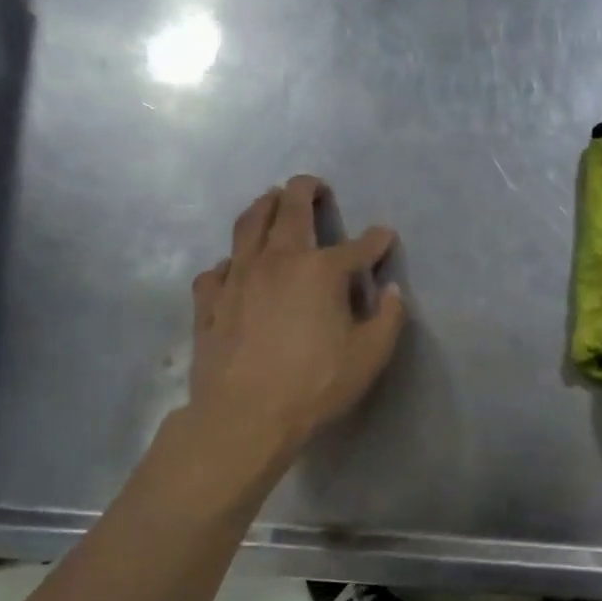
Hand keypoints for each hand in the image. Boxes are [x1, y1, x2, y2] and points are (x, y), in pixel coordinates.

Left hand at [182, 176, 404, 468]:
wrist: (245, 415)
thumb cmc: (315, 385)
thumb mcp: (370, 355)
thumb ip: (387, 318)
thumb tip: (391, 291)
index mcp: (321, 271)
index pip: (357, 246)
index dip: (376, 240)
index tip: (384, 236)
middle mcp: (278, 260)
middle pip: (290, 210)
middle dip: (305, 190)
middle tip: (313, 185)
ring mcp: (238, 276)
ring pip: (248, 225)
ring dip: (264, 206)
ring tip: (271, 201)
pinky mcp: (210, 300)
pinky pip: (218, 268)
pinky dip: (231, 261)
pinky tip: (234, 268)